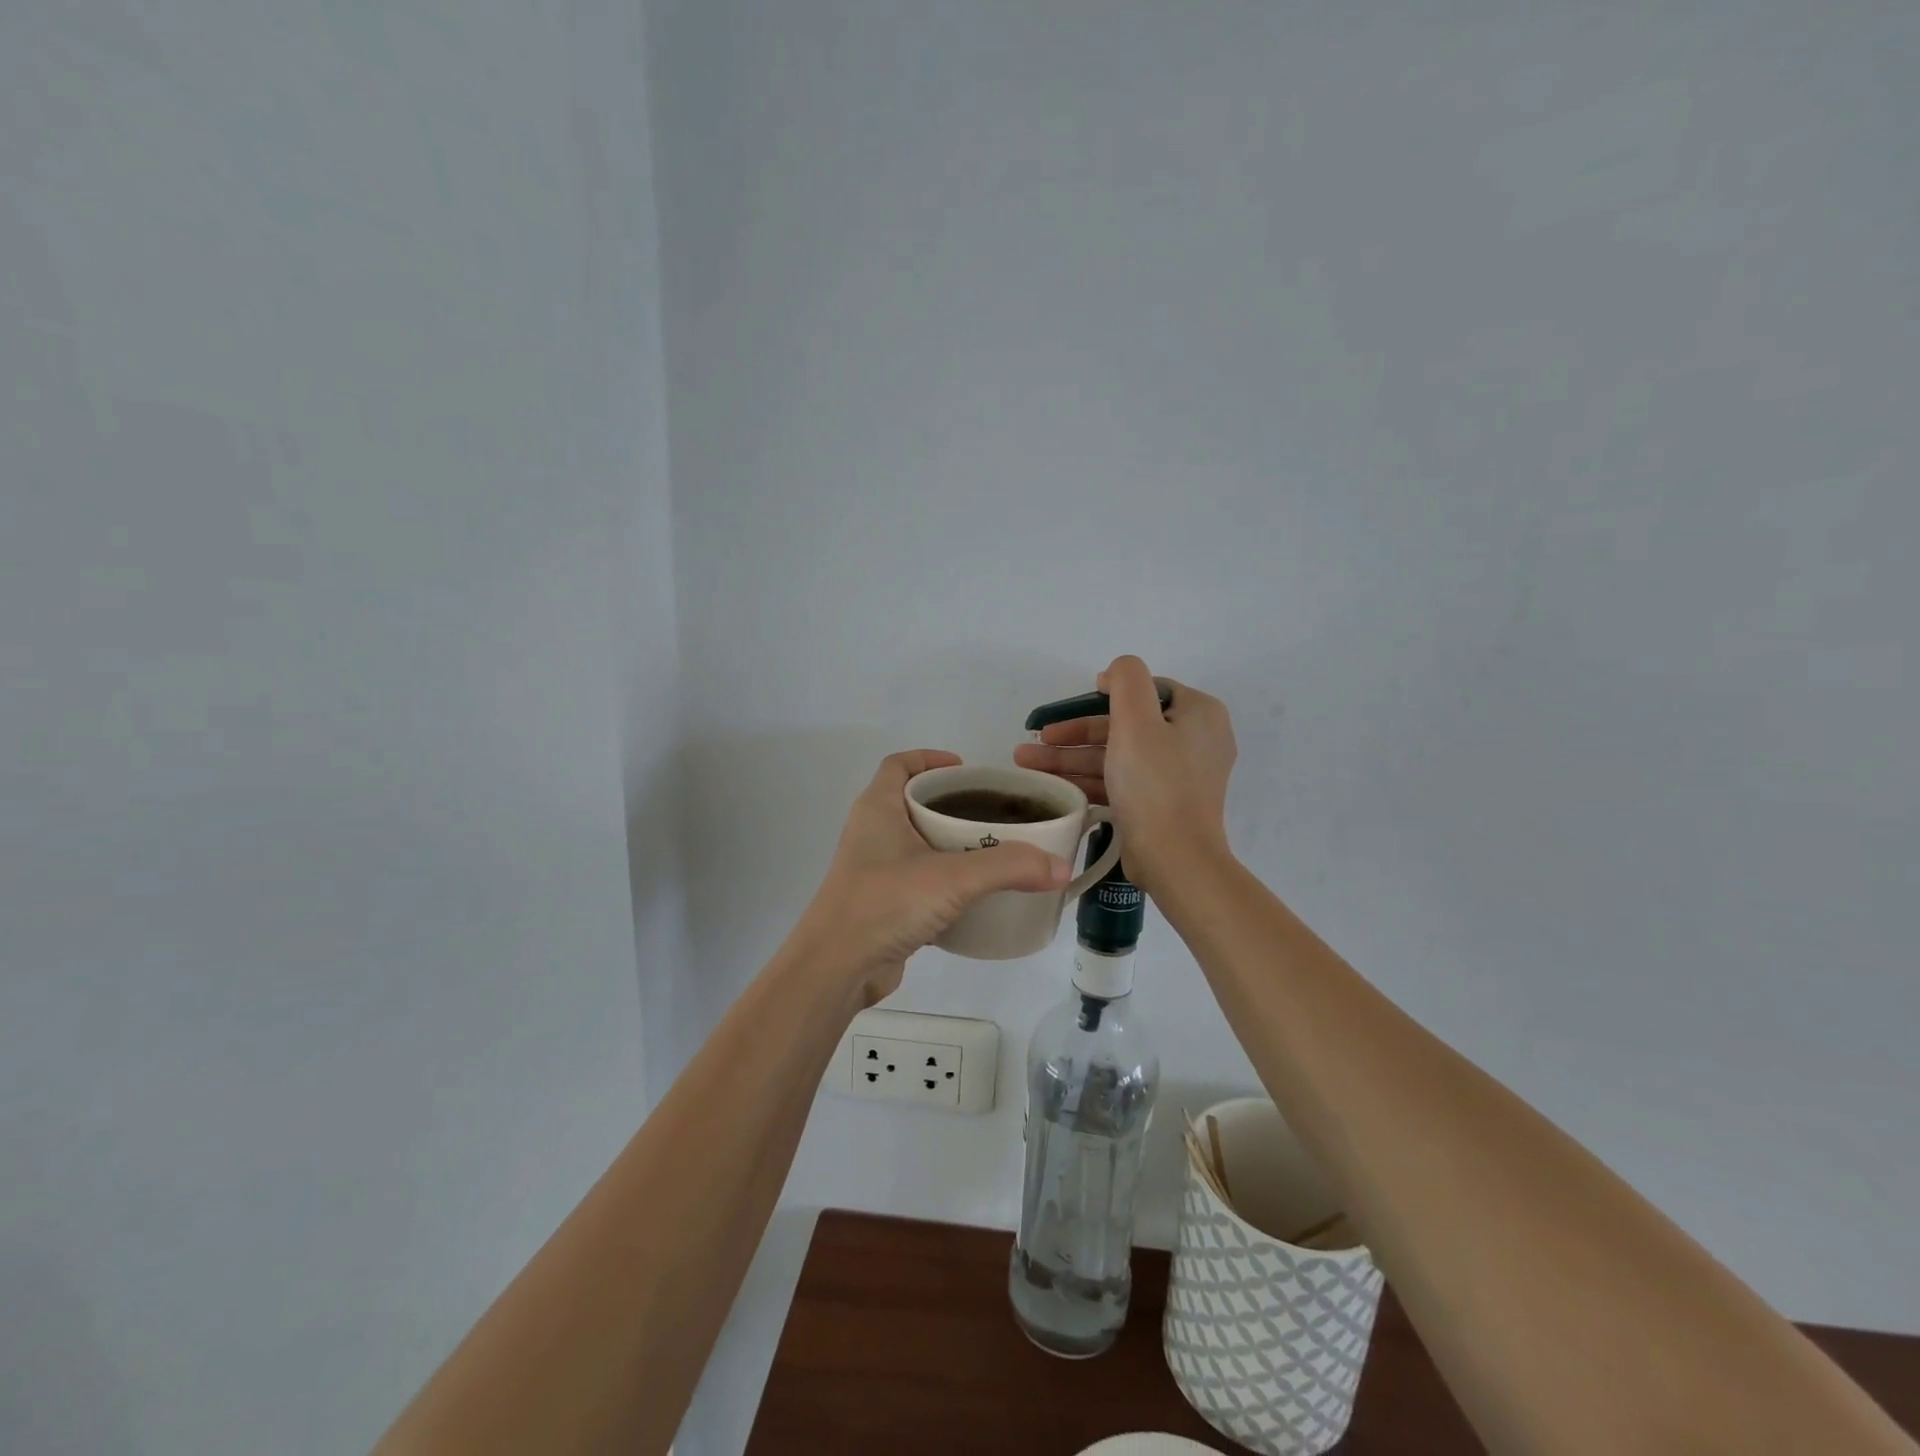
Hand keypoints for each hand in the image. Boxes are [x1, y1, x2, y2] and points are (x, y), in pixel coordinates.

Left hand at [791, 750, 1070, 1002]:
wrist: (836, 969)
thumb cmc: (885, 903)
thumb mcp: (953, 877)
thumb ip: (1009, 867)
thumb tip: (1061, 867)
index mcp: (878, 808)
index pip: (899, 764)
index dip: (931, 759)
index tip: (967, 770)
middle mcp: (872, 832)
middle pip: (912, 801)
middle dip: (952, 802)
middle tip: (994, 812)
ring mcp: (874, 869)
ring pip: (917, 842)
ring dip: (950, 842)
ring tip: (993, 849)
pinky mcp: (882, 903)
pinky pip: (918, 878)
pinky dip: (944, 878)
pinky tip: (974, 893)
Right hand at [1014, 655, 1236, 894]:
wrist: (1175, 859)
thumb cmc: (1155, 784)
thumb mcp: (1136, 720)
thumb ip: (1126, 681)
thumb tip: (1114, 673)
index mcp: (1198, 714)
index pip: (1147, 690)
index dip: (1107, 692)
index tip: (1071, 705)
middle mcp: (1194, 740)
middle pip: (1125, 724)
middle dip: (1075, 733)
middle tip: (1036, 738)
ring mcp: (1177, 775)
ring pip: (1117, 755)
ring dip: (1071, 757)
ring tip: (1026, 763)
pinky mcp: (1161, 803)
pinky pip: (1120, 780)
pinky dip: (1088, 779)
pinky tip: (1051, 784)